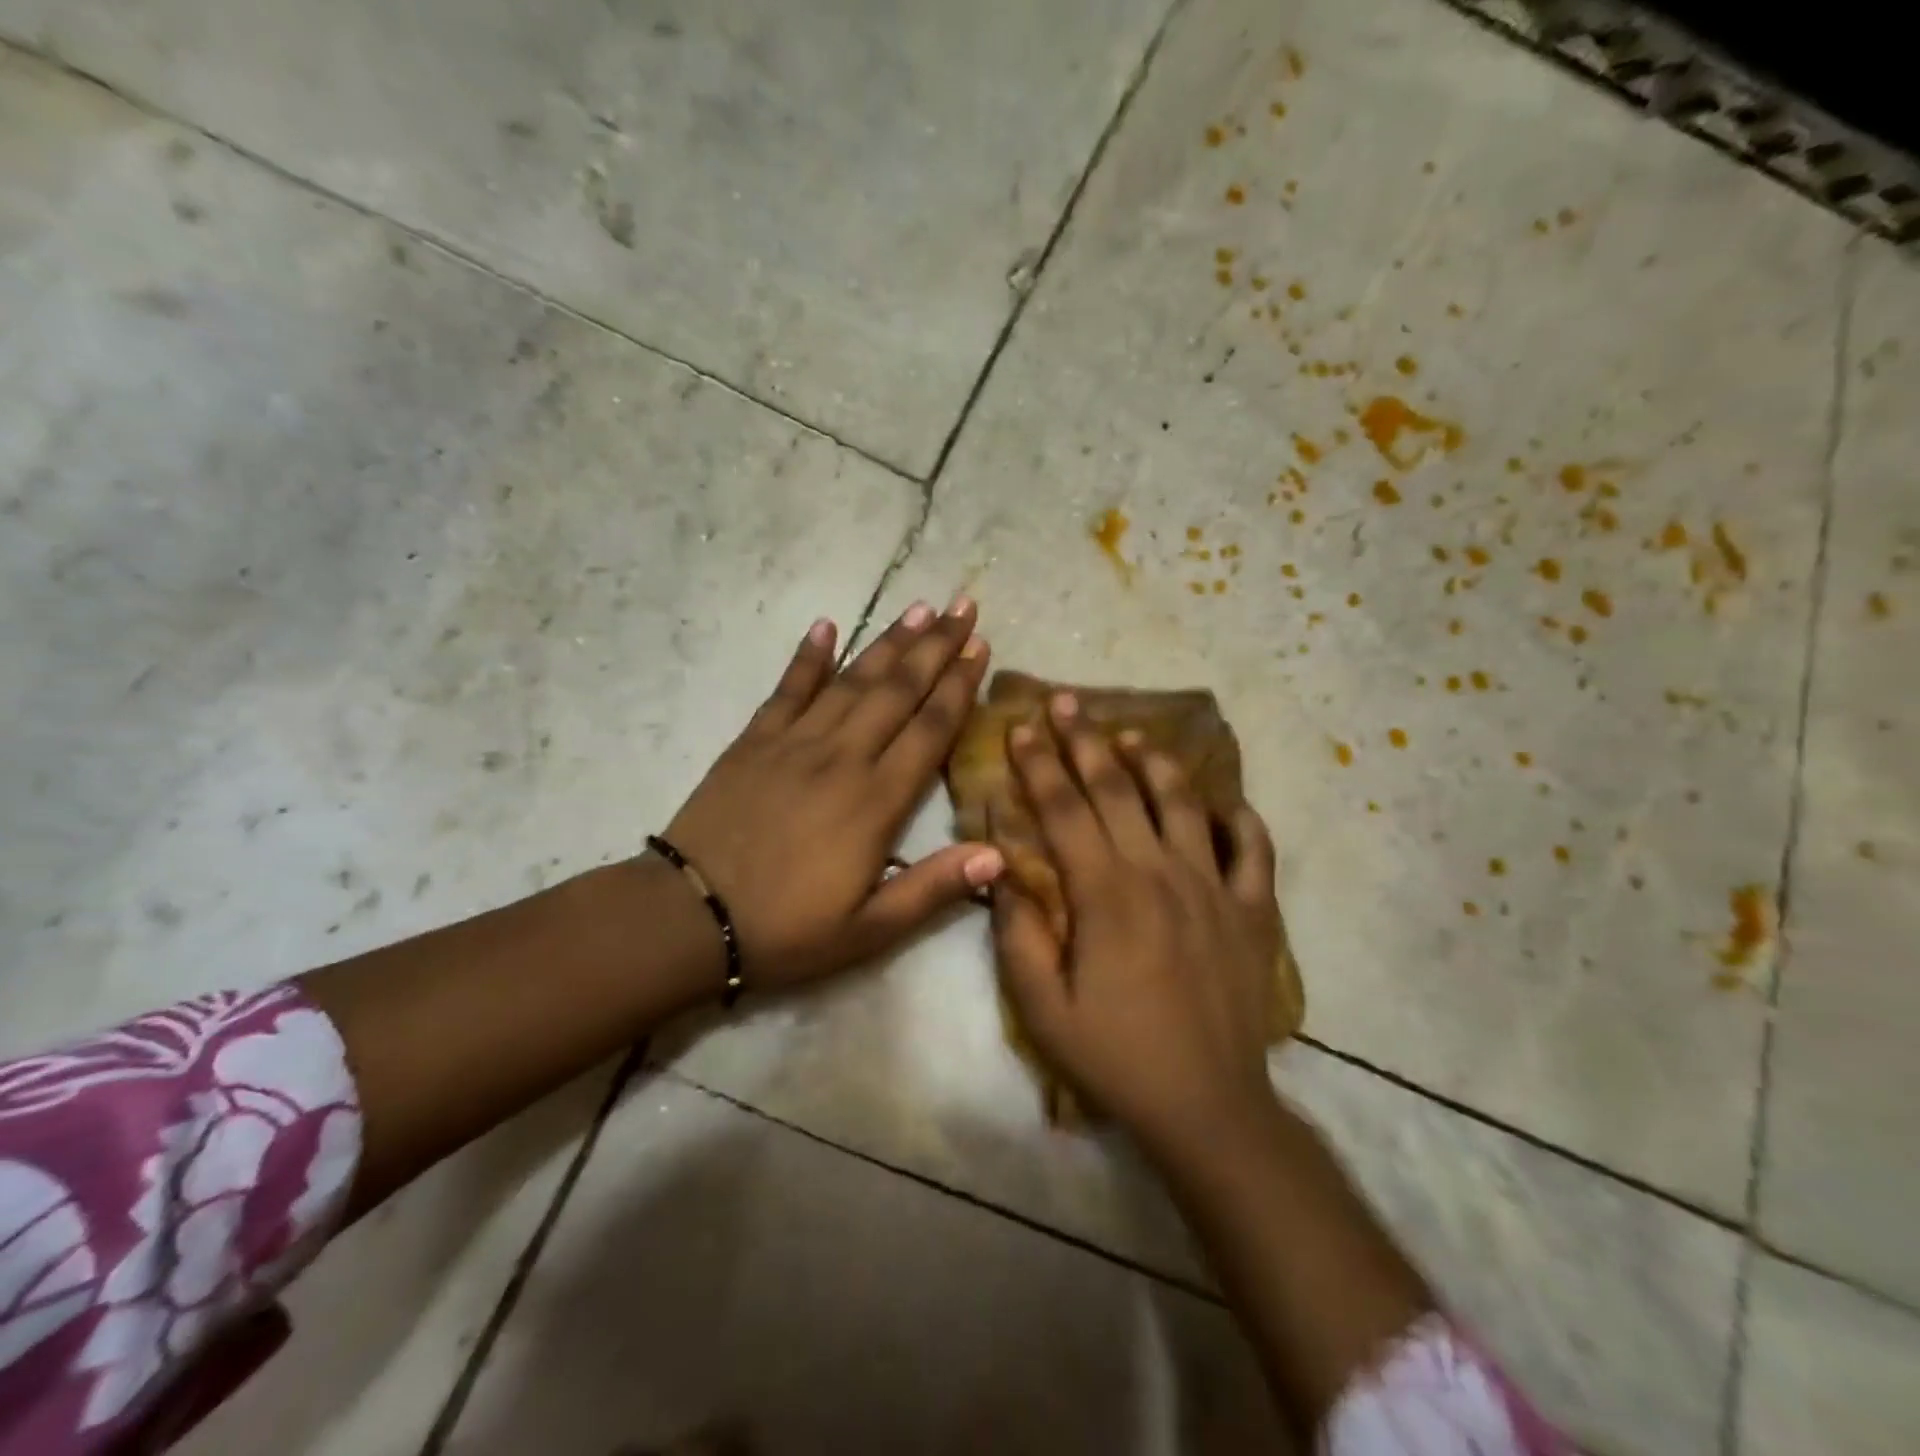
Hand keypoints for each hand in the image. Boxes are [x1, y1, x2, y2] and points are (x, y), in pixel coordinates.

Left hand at [663, 595, 1004, 987]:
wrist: (690, 917)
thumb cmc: (787, 929)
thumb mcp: (870, 929)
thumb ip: (934, 889)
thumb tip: (1000, 856)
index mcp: (876, 801)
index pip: (930, 729)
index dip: (959, 686)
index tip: (980, 647)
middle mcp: (842, 758)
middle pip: (897, 691)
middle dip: (935, 647)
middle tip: (962, 606)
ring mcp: (795, 743)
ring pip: (852, 680)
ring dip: (888, 642)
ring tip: (919, 608)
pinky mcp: (754, 741)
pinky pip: (788, 689)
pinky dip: (808, 656)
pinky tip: (826, 625)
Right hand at [992, 693, 1282, 1152]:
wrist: (1208, 1107)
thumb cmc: (1115, 1056)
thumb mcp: (1042, 1007)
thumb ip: (1016, 934)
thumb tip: (999, 873)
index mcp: (1106, 893)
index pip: (1064, 809)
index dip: (1039, 764)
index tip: (1022, 728)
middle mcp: (1160, 873)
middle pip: (1117, 790)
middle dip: (1085, 741)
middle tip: (1066, 702)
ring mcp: (1214, 887)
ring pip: (1183, 803)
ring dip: (1154, 762)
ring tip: (1132, 734)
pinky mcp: (1252, 910)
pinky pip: (1253, 849)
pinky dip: (1239, 818)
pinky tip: (1222, 802)